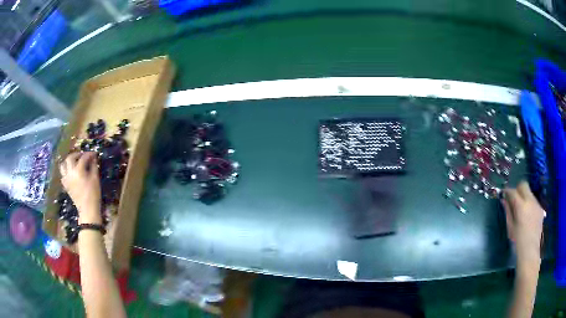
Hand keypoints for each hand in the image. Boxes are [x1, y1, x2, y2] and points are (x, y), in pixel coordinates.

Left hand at [60, 152, 101, 224]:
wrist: (87, 210)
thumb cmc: (93, 194)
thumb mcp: (95, 179)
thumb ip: (94, 166)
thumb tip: (93, 158)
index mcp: (78, 170)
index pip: (83, 157)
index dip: (89, 154)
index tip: (94, 154)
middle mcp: (70, 172)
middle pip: (70, 157)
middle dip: (77, 154)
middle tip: (83, 156)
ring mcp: (66, 178)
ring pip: (63, 165)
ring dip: (68, 161)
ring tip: (74, 162)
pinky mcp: (65, 185)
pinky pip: (63, 174)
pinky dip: (66, 171)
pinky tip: (71, 173)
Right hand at [501, 181, 544, 267]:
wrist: (530, 250)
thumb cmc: (518, 241)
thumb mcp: (510, 227)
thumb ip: (508, 212)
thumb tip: (504, 200)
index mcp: (521, 206)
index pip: (513, 191)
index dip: (507, 191)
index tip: (504, 193)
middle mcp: (530, 201)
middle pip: (523, 185)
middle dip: (517, 189)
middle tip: (513, 198)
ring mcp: (537, 204)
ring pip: (529, 193)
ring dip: (524, 197)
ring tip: (521, 209)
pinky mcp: (540, 208)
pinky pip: (534, 201)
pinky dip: (529, 204)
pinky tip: (528, 216)